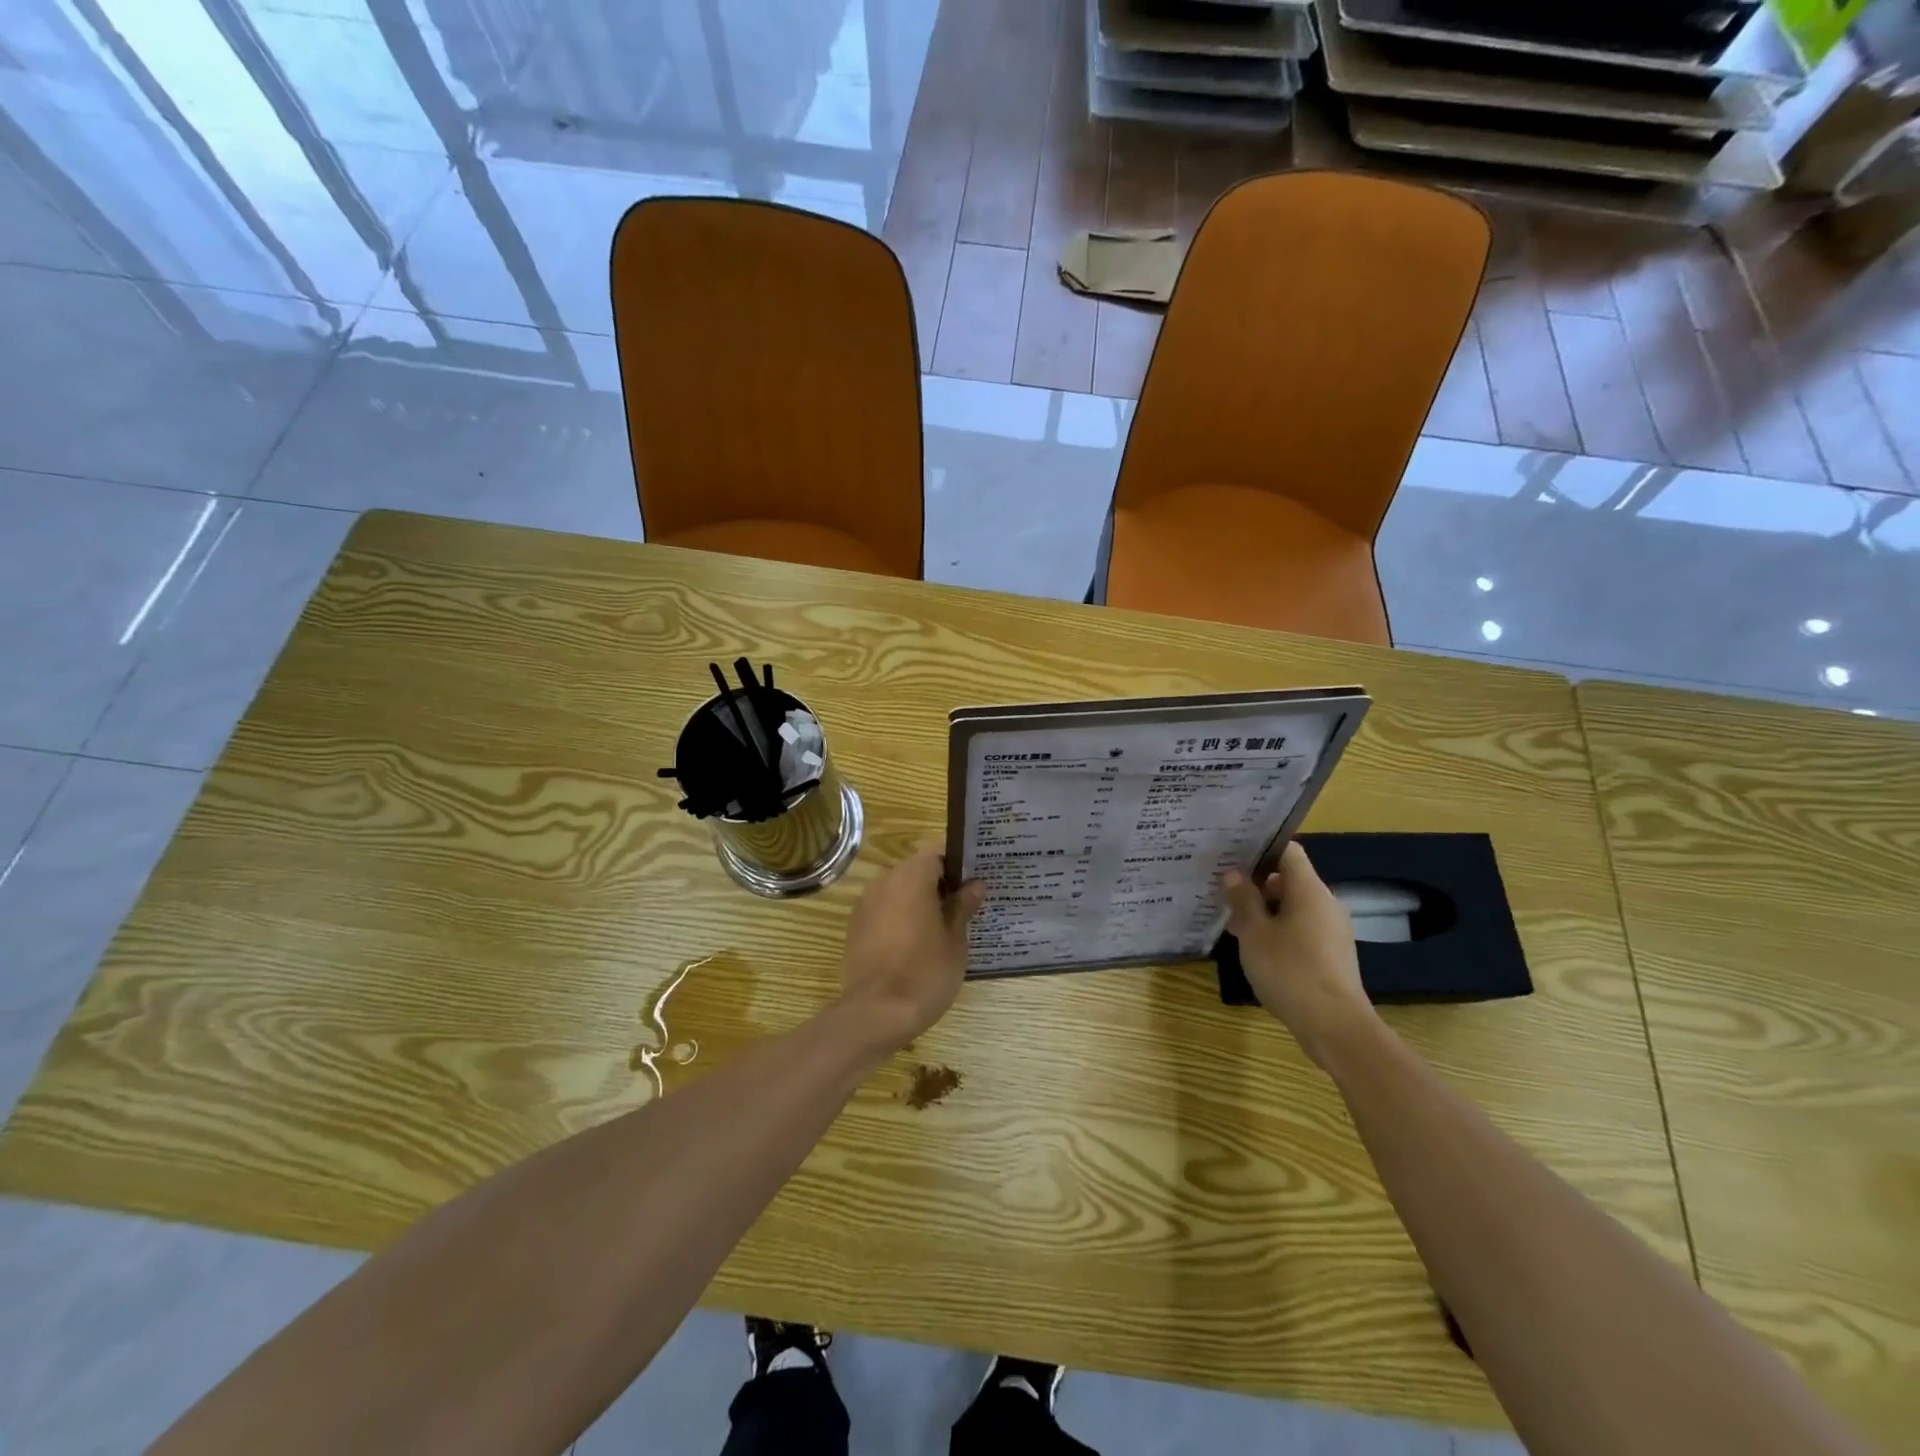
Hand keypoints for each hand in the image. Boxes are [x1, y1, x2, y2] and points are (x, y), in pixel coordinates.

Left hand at [838, 845, 984, 1052]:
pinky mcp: (856, 928)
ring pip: (898, 891)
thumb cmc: (924, 973)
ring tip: (943, 928)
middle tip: (964, 906)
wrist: (875, 1014)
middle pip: (915, 870)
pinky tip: (917, 944)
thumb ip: (962, 907)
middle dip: (938, 884)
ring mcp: (865, 905)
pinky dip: (900, 918)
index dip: (956, 863)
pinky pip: (884, 911)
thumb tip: (975, 885)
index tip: (973, 881)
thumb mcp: (955, 941)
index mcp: (911, 877)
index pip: (936, 852)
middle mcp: (884, 882)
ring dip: (918, 902)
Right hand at [1222, 842, 1376, 1068]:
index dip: (1261, 848)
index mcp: (1310, 890)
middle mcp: (1326, 904)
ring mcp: (1332, 931)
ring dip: (1265, 911)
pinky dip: (1279, 931)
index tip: (1232, 855)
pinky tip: (1256, 949)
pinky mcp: (1332, 955)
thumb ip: (1243, 900)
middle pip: (1290, 880)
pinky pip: (1302, 930)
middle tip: (1224, 893)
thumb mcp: (1254, 933)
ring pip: (1294, 907)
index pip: (1288, 851)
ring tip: (1234, 924)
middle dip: (1257, 885)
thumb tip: (1233, 874)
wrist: (1335, 1027)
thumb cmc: (1290, 971)